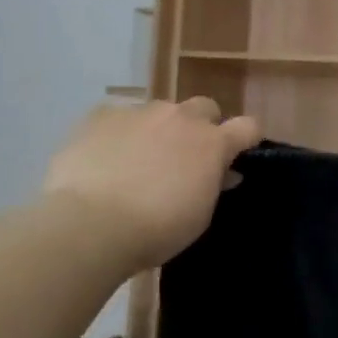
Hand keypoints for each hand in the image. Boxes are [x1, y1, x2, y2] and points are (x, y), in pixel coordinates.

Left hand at [42, 97, 259, 272]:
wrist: (90, 225)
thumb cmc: (156, 229)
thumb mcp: (200, 215)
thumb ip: (214, 186)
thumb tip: (224, 174)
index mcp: (213, 143)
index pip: (248, 126)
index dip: (246, 138)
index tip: (239, 153)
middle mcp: (181, 118)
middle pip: (204, 107)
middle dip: (201, 126)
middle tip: (186, 156)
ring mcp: (139, 113)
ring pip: (159, 111)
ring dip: (158, 129)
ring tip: (138, 159)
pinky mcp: (100, 116)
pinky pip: (117, 116)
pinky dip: (118, 132)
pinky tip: (105, 156)